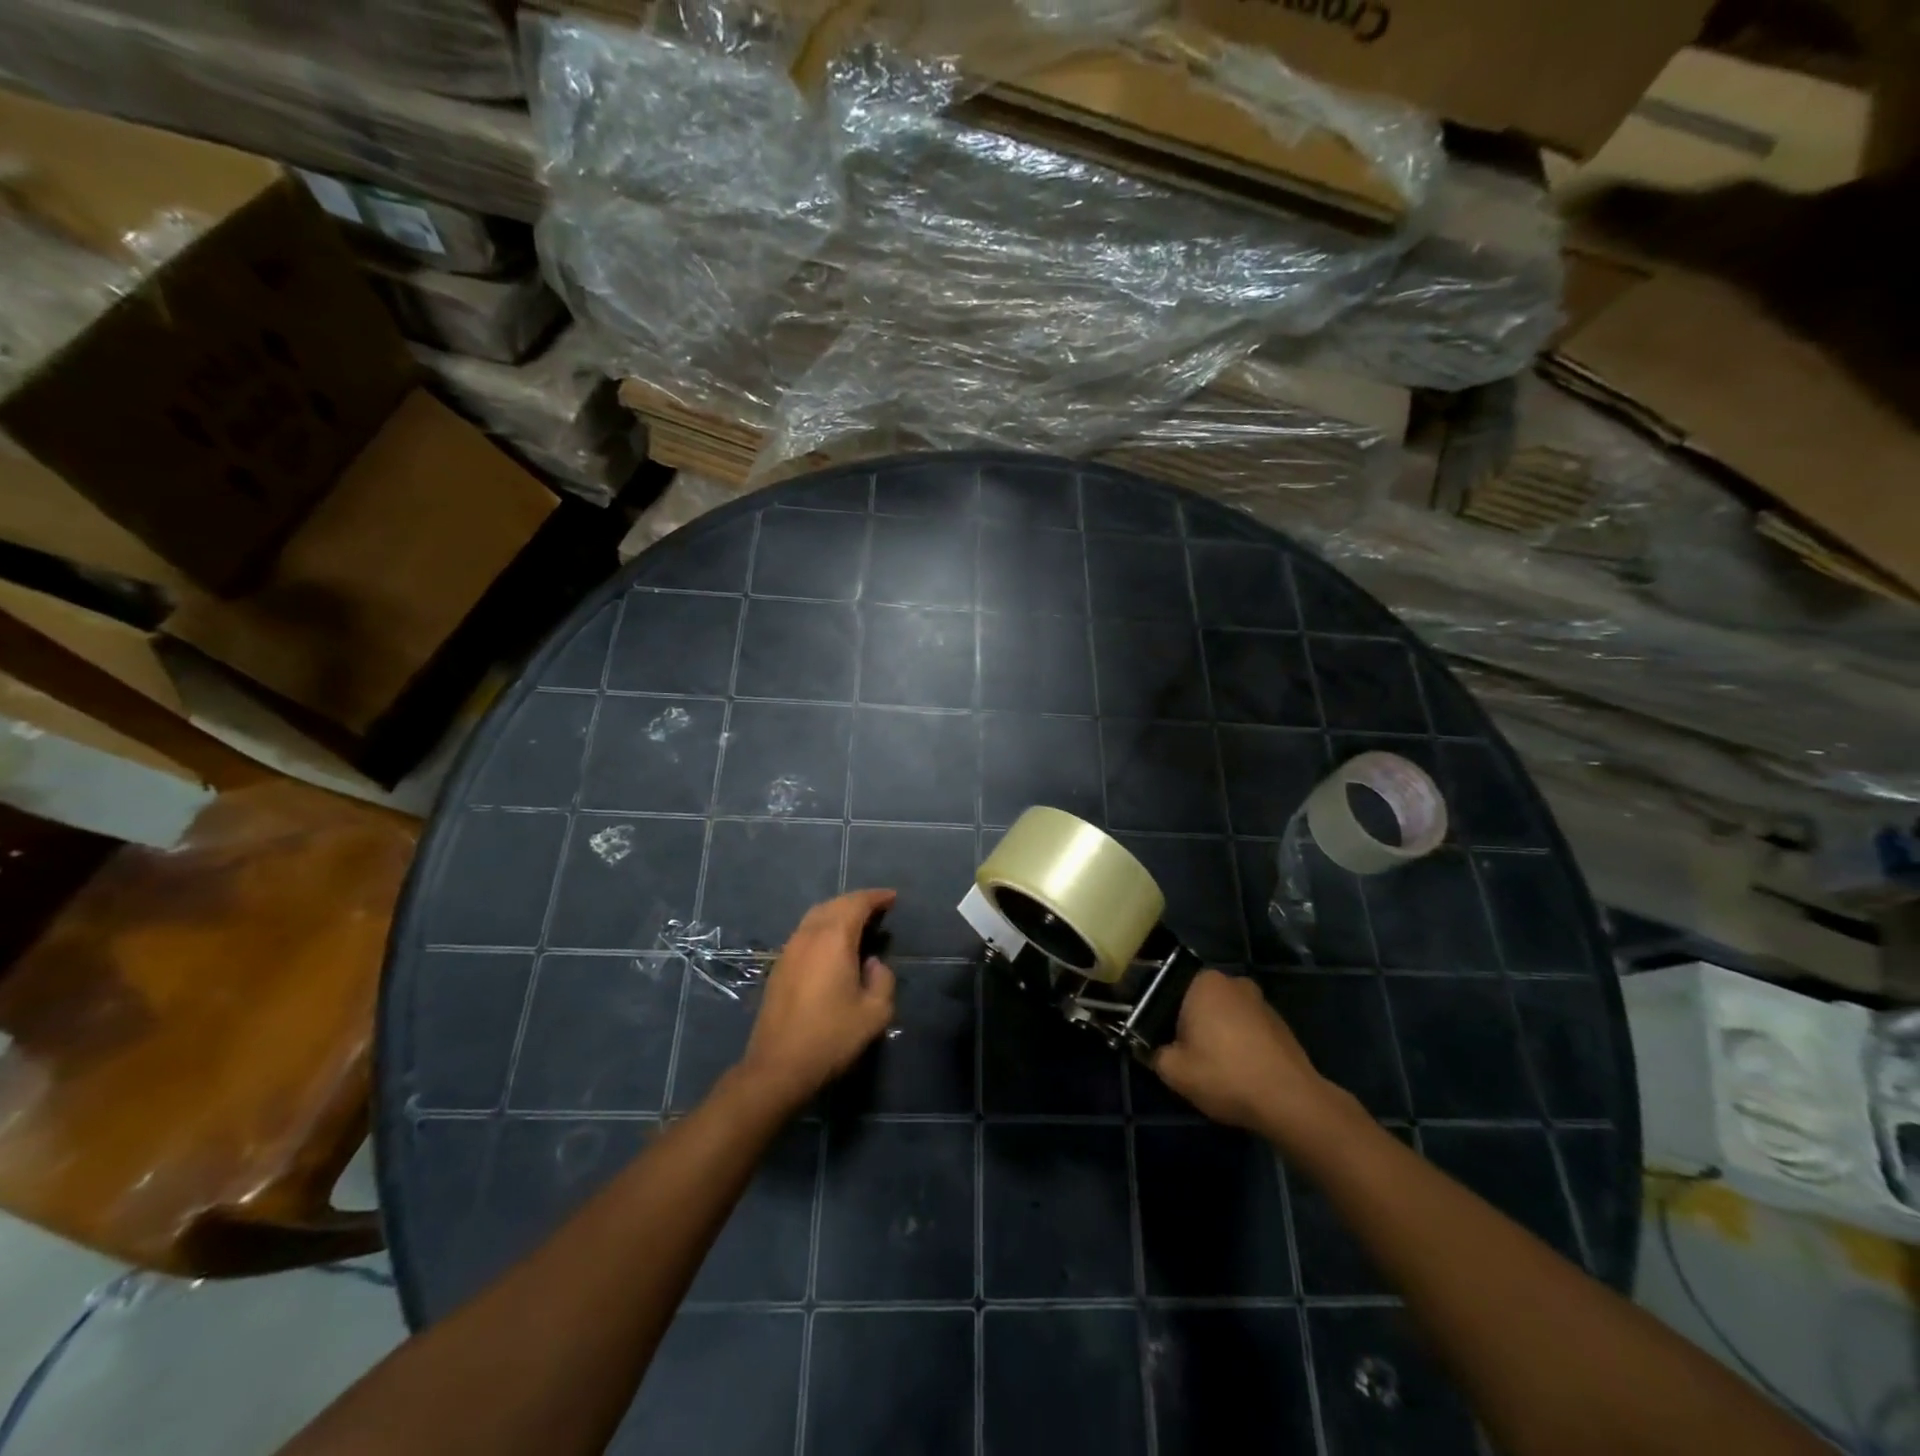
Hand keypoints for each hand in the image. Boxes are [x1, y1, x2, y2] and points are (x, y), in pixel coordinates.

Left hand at [737, 889, 896, 1106]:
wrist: (778, 1067)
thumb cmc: (831, 1038)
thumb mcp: (874, 1013)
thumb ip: (883, 980)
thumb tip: (873, 963)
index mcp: (833, 939)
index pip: (857, 903)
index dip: (876, 897)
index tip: (893, 898)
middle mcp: (808, 936)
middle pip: (834, 904)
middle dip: (858, 902)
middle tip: (879, 909)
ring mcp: (789, 950)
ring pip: (816, 916)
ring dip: (839, 913)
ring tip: (859, 924)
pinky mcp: (779, 967)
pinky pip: (805, 932)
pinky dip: (824, 927)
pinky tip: (833, 945)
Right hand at [1151, 969, 1336, 1137]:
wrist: (1289, 1101)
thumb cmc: (1224, 1075)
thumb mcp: (1174, 1071)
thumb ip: (1155, 1055)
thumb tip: (1153, 1051)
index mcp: (1205, 982)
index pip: (1171, 992)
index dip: (1163, 1020)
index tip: (1164, 1044)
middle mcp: (1234, 982)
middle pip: (1201, 1003)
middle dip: (1193, 1026)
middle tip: (1186, 1057)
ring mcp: (1262, 1002)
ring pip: (1227, 1017)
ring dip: (1219, 1036)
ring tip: (1215, 1069)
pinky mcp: (1281, 1025)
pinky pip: (1249, 1031)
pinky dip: (1241, 1046)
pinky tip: (1240, 1073)